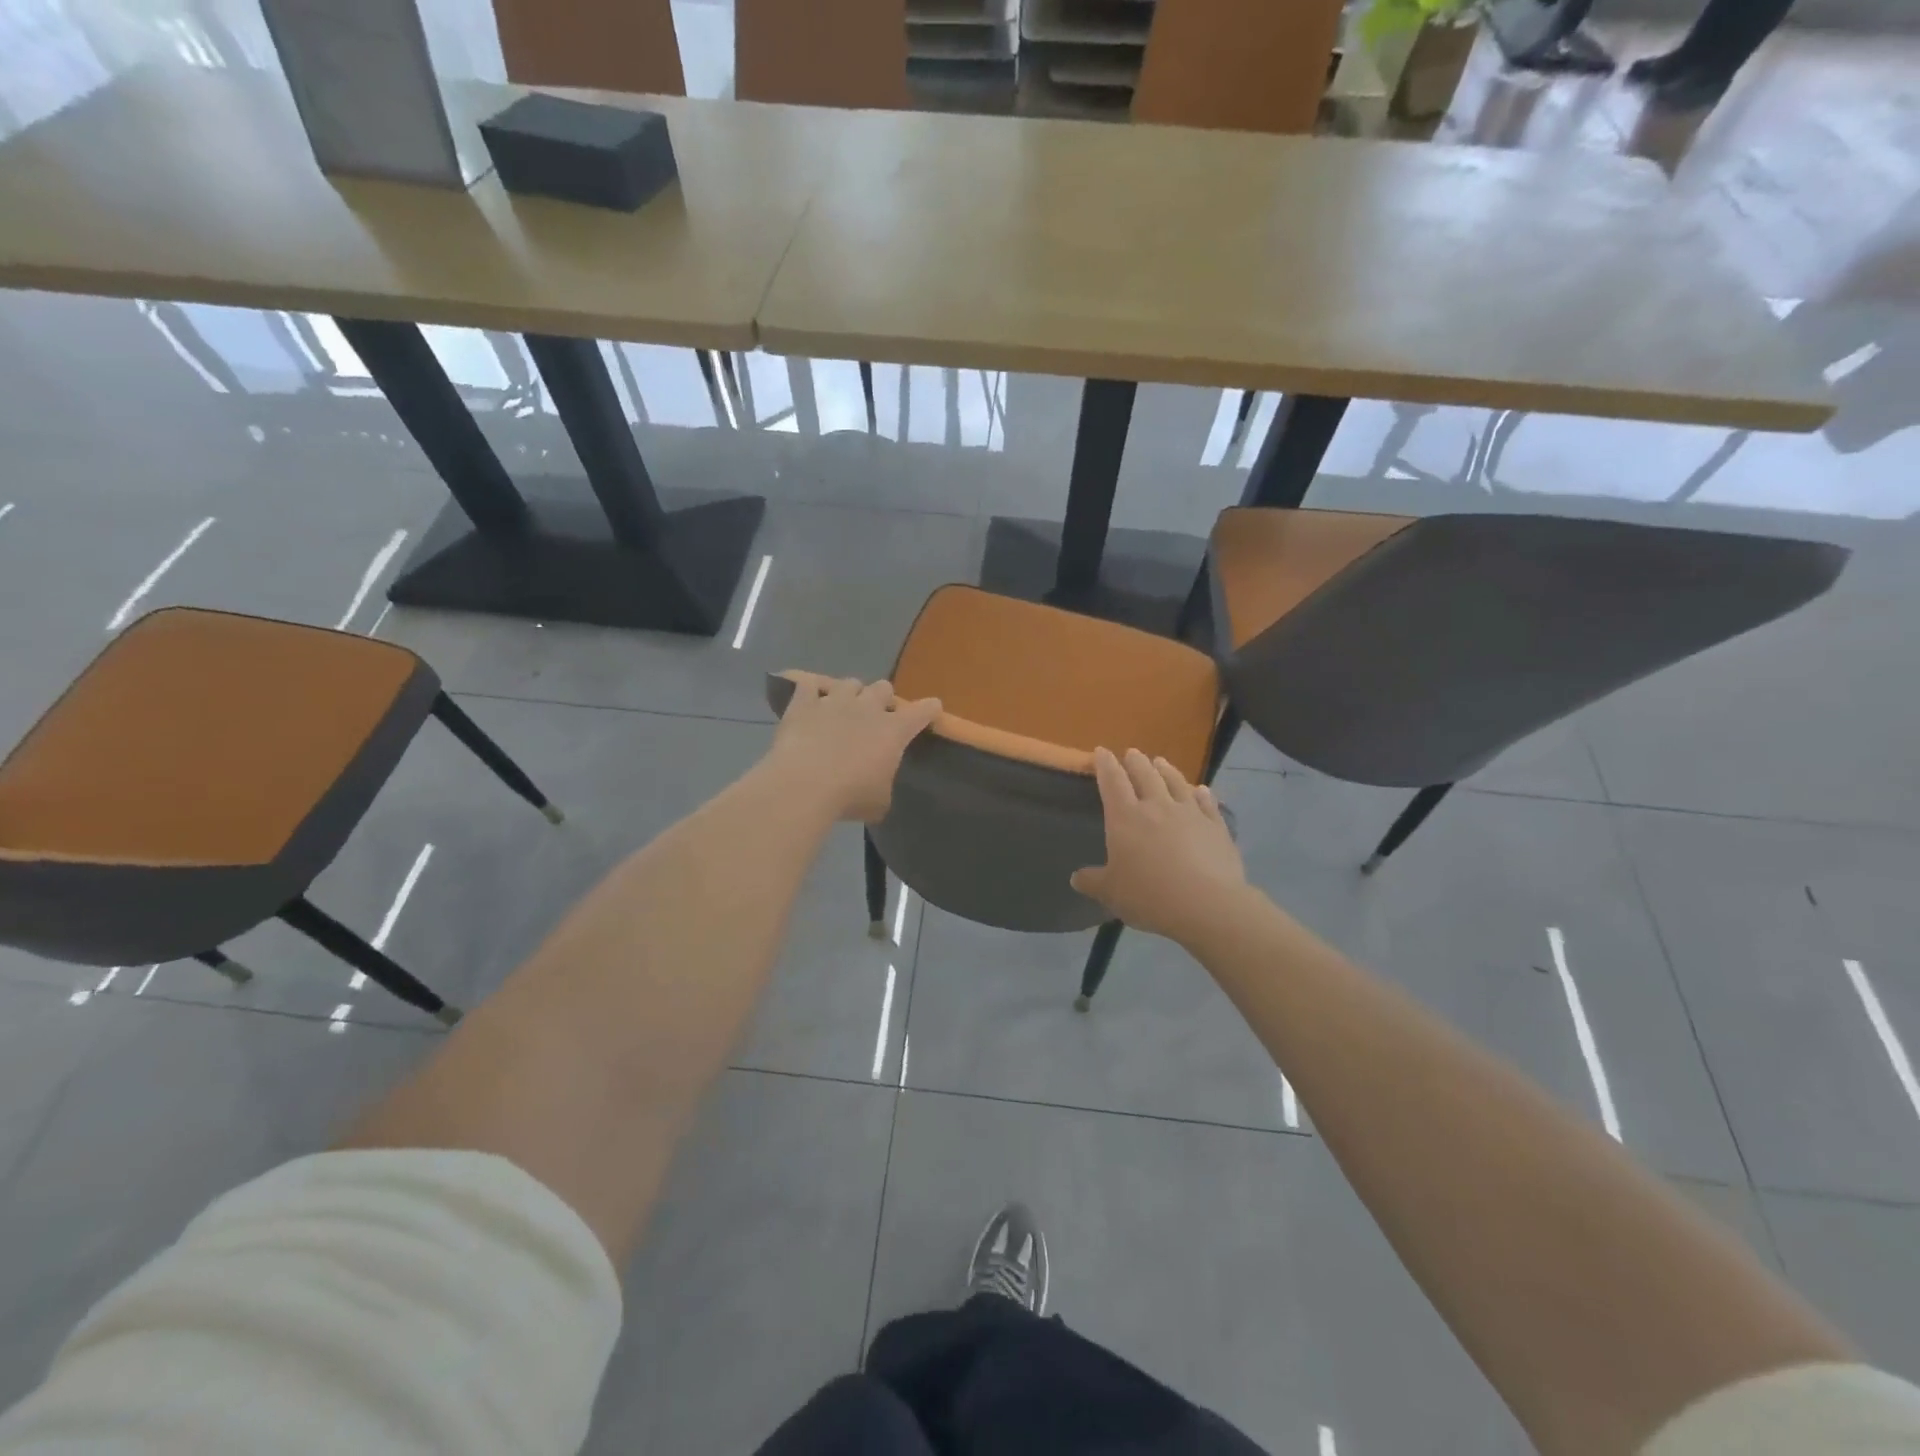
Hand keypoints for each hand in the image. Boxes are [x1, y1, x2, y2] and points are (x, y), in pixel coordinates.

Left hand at [767, 677, 942, 822]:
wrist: (803, 785)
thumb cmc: (850, 796)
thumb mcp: (879, 801)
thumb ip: (884, 784)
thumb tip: (878, 787)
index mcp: (894, 731)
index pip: (922, 711)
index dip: (929, 709)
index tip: (932, 709)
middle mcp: (867, 707)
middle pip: (884, 687)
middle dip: (882, 699)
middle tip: (876, 717)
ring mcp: (834, 701)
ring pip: (850, 683)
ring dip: (851, 694)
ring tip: (843, 709)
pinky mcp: (804, 703)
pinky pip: (809, 685)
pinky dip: (812, 692)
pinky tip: (809, 702)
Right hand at [1071, 747, 1249, 945]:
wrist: (1206, 904)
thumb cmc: (1149, 895)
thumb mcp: (1111, 893)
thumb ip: (1092, 882)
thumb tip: (1075, 878)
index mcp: (1125, 817)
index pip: (1112, 782)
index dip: (1105, 765)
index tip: (1101, 751)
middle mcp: (1157, 806)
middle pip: (1145, 775)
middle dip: (1135, 761)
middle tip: (1132, 752)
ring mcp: (1189, 813)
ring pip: (1176, 782)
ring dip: (1166, 770)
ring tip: (1160, 761)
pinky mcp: (1216, 826)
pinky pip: (1207, 803)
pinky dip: (1202, 794)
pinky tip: (1201, 790)